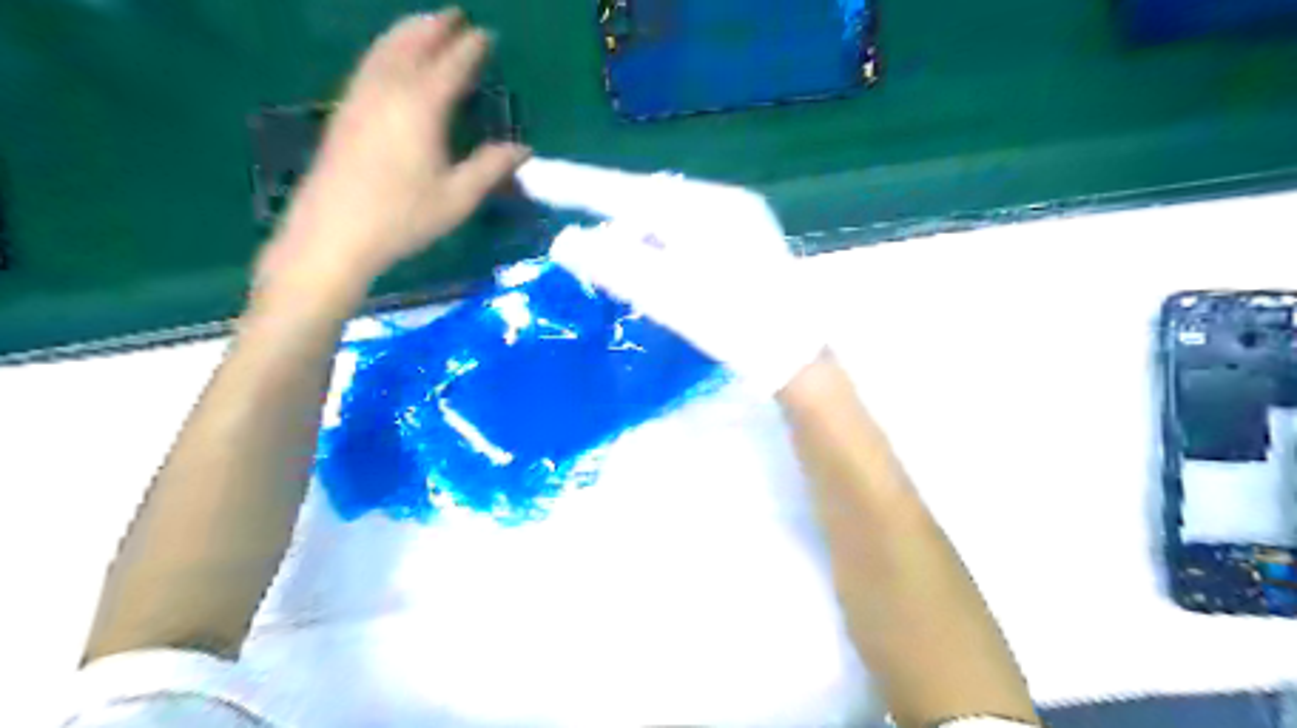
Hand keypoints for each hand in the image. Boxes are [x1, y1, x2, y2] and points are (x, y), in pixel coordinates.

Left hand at [259, 7, 527, 292]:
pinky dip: (385, 51)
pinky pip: (368, 66)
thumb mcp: (458, 198)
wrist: (334, 233)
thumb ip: (490, 168)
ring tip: (423, 24)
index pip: (451, 67)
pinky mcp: (344, 113)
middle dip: (434, 27)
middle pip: (412, 46)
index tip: (487, 34)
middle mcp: (388, 92)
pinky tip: (389, 60)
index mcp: (421, 108)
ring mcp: (360, 99)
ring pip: (384, 51)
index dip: (470, 49)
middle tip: (454, 15)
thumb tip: (523, 149)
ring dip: (406, 33)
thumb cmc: (403, 218)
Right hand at [514, 156, 820, 390]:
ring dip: (636, 233)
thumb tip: (566, 240)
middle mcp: (723, 201)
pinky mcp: (744, 240)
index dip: (575, 184)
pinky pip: (687, 230)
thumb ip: (615, 265)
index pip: (626, 191)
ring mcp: (739, 219)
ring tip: (614, 259)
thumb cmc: (734, 325)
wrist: (795, 356)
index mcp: (705, 207)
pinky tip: (653, 264)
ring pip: (668, 216)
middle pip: (647, 200)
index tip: (531, 175)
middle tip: (573, 229)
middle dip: (608, 213)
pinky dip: (660, 244)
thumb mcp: (668, 297)